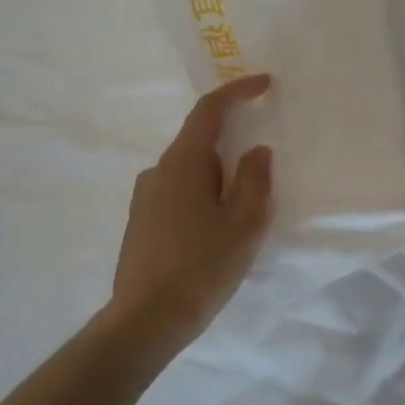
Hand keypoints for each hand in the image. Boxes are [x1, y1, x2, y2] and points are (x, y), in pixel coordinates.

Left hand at [112, 75, 274, 348]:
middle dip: (232, 153)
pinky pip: (177, 194)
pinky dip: (201, 200)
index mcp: (183, 163)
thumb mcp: (244, 225)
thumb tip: (256, 152)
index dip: (237, 91)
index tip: (264, 84)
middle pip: (200, 143)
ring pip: (189, 173)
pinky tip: (211, 237)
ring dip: (217, 183)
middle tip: (257, 187)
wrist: (145, 321)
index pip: (209, 111)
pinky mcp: (140, 222)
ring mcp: (144, 197)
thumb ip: (256, 180)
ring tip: (237, 223)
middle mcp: (157, 171)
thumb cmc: (201, 268)